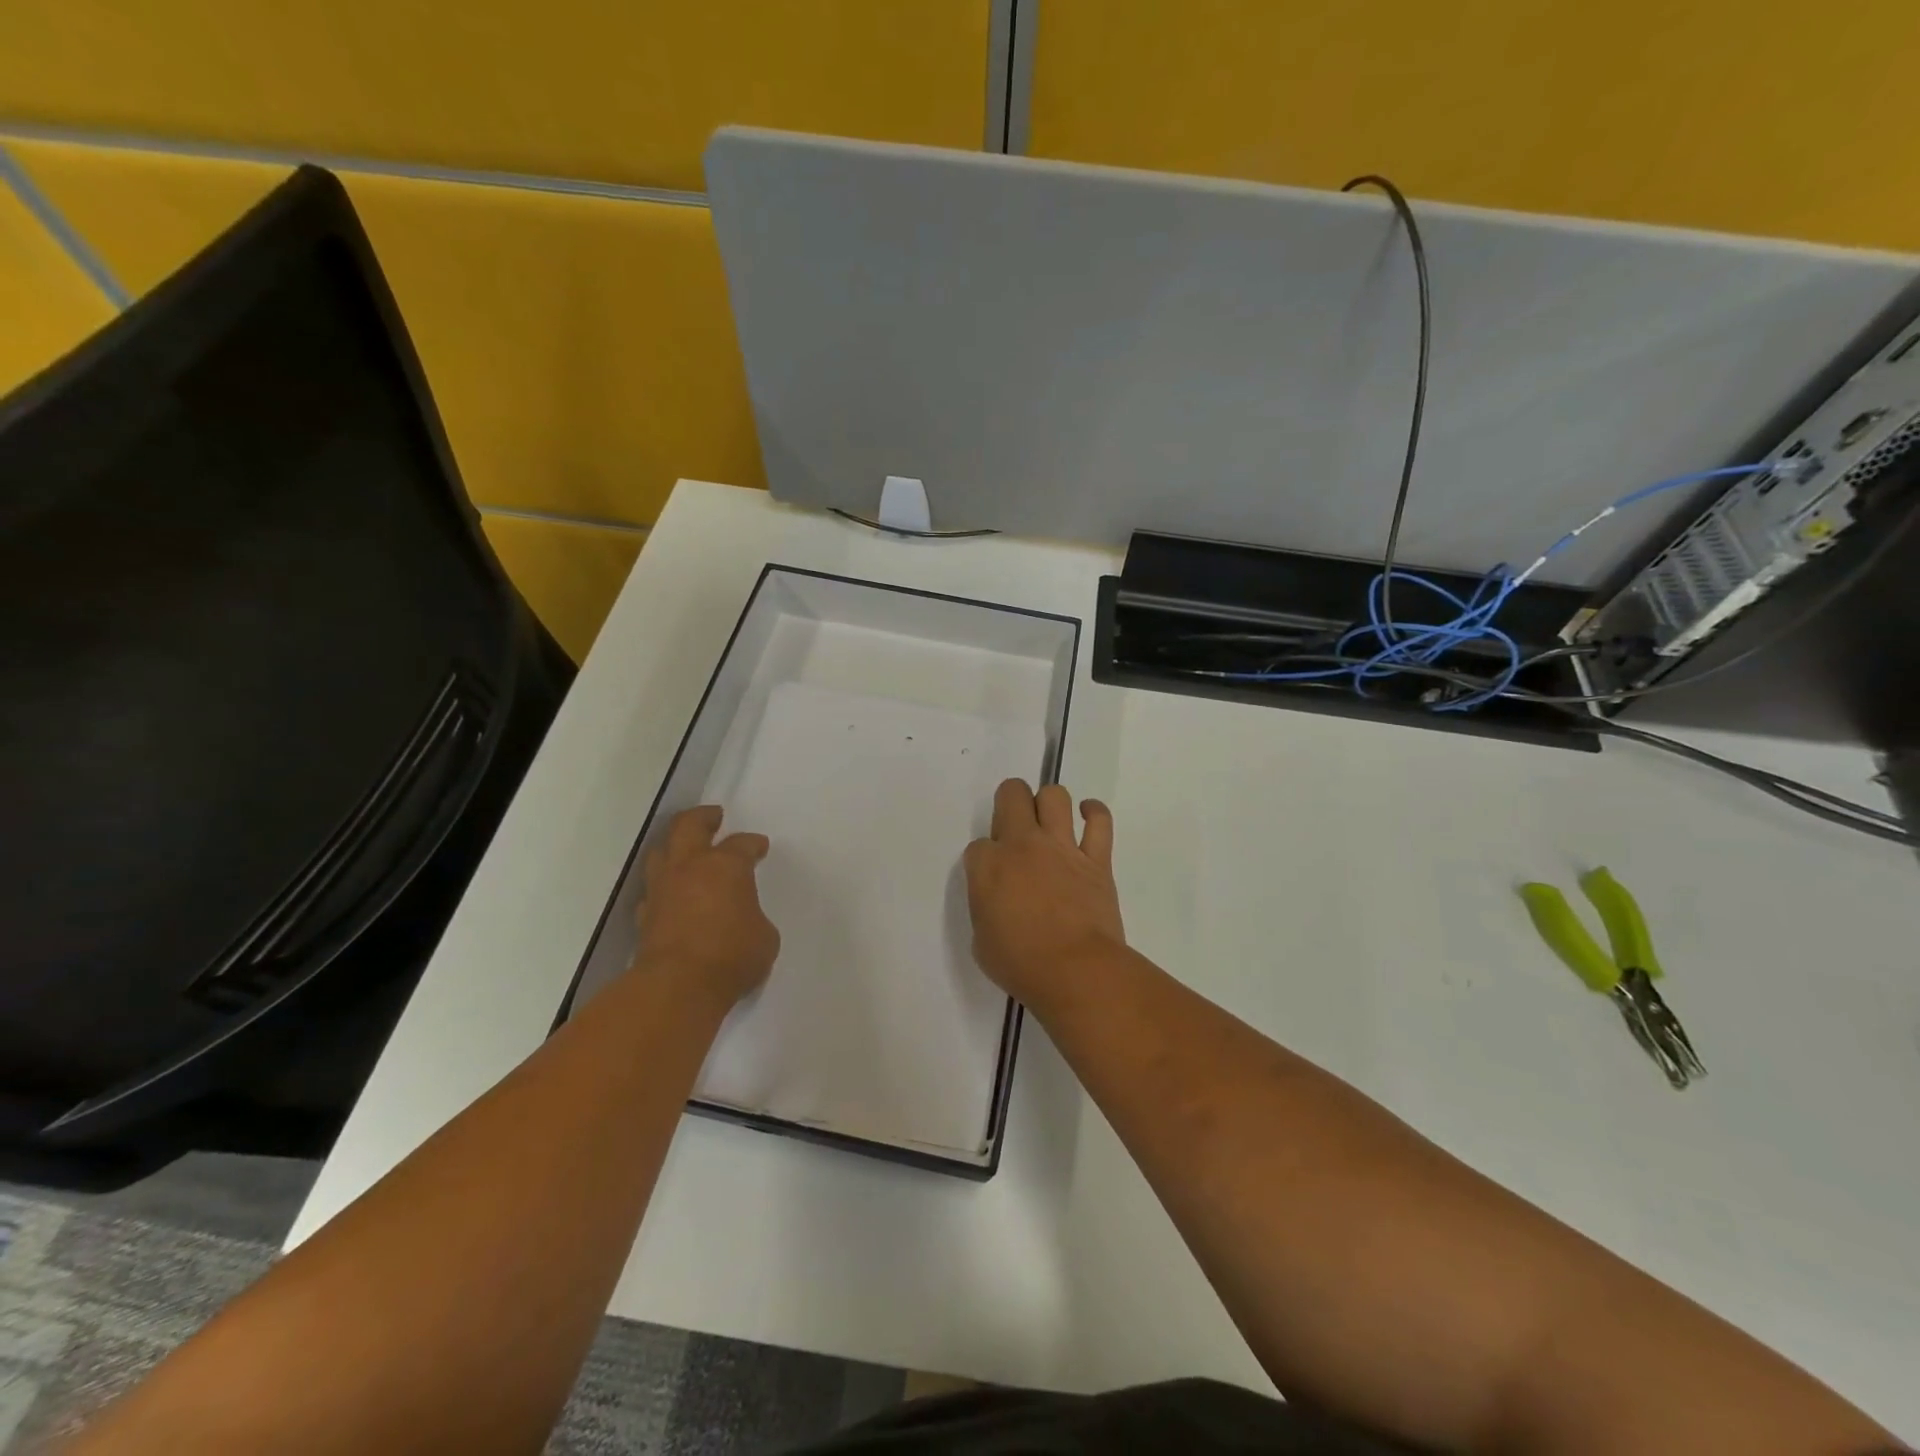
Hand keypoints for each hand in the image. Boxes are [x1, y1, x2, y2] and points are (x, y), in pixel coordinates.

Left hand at [634, 806, 778, 1006]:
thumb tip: (743, 920)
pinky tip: (669, 893)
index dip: (753, 844)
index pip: (742, 844)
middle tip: (714, 816)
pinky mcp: (645, 916)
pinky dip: (662, 886)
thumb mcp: (764, 936)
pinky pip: (652, 890)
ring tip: (685, 849)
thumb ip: (754, 917)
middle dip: (703, 817)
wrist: (678, 986)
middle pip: (689, 826)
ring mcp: (662, 890)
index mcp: (726, 866)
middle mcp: (690, 868)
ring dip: (674, 845)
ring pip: (661, 852)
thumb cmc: (732, 955)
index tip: (760, 846)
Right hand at [963, 779, 1123, 1011]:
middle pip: (1012, 794)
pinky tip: (1087, 816)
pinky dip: (1094, 813)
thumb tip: (997, 899)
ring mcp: (1062, 847)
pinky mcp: (1097, 858)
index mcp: (988, 866)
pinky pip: (1100, 820)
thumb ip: (985, 907)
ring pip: (1054, 796)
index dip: (985, 860)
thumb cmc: (1021, 964)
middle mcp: (1023, 844)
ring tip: (1049, 823)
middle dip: (1010, 803)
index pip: (978, 845)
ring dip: (1048, 803)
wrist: (1075, 971)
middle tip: (1015, 829)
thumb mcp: (981, 939)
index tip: (993, 879)